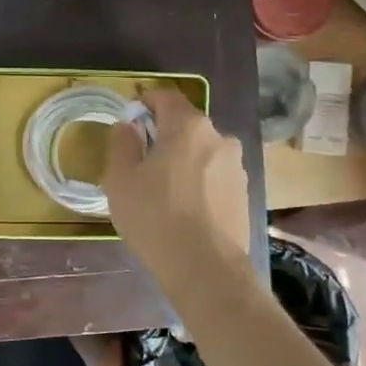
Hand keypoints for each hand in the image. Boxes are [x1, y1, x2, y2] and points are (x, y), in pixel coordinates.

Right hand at [104, 89, 250, 288]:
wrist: (206, 268)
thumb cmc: (155, 216)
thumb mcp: (120, 179)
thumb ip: (122, 143)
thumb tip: (128, 125)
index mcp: (188, 126)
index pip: (166, 97)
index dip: (145, 103)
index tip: (129, 121)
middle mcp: (219, 138)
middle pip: (185, 125)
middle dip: (163, 136)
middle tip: (140, 163)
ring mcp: (236, 167)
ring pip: (201, 152)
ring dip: (181, 162)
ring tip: (162, 192)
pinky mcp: (244, 193)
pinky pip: (213, 177)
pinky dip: (197, 183)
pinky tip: (183, 210)